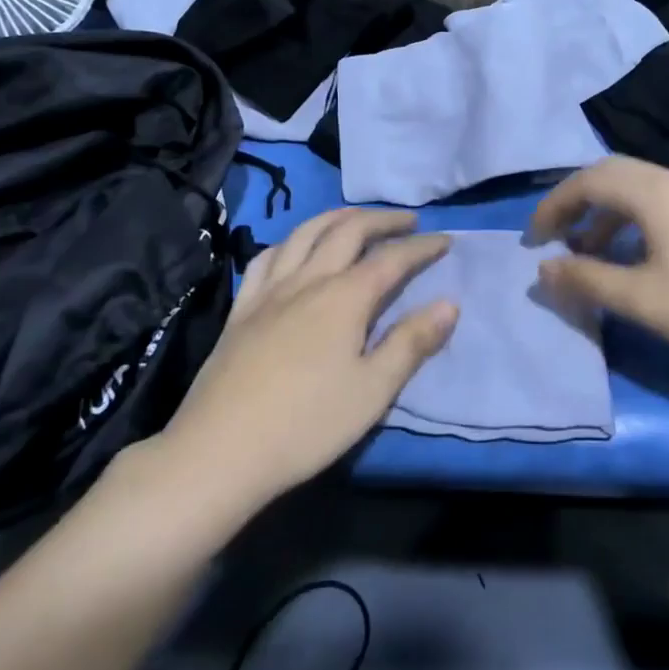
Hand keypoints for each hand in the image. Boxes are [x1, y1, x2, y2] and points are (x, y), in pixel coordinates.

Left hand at [155, 209, 456, 512]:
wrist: (219, 451)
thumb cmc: (306, 425)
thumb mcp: (373, 390)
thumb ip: (411, 342)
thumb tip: (449, 304)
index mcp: (344, 298)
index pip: (392, 259)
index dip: (421, 247)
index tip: (446, 240)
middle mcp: (308, 280)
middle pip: (348, 231)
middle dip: (382, 220)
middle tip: (407, 221)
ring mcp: (269, 290)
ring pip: (305, 233)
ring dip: (337, 218)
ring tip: (356, 220)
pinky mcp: (241, 308)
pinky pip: (267, 257)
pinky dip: (291, 241)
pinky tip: (294, 248)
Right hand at [528, 156, 668, 366]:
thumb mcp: (640, 299)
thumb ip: (586, 279)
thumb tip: (543, 268)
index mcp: (652, 192)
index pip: (587, 181)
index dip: (553, 206)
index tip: (533, 238)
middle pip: (610, 174)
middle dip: (576, 201)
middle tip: (555, 235)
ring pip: (636, 186)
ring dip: (605, 211)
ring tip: (589, 250)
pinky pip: (658, 201)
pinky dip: (631, 218)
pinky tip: (634, 255)